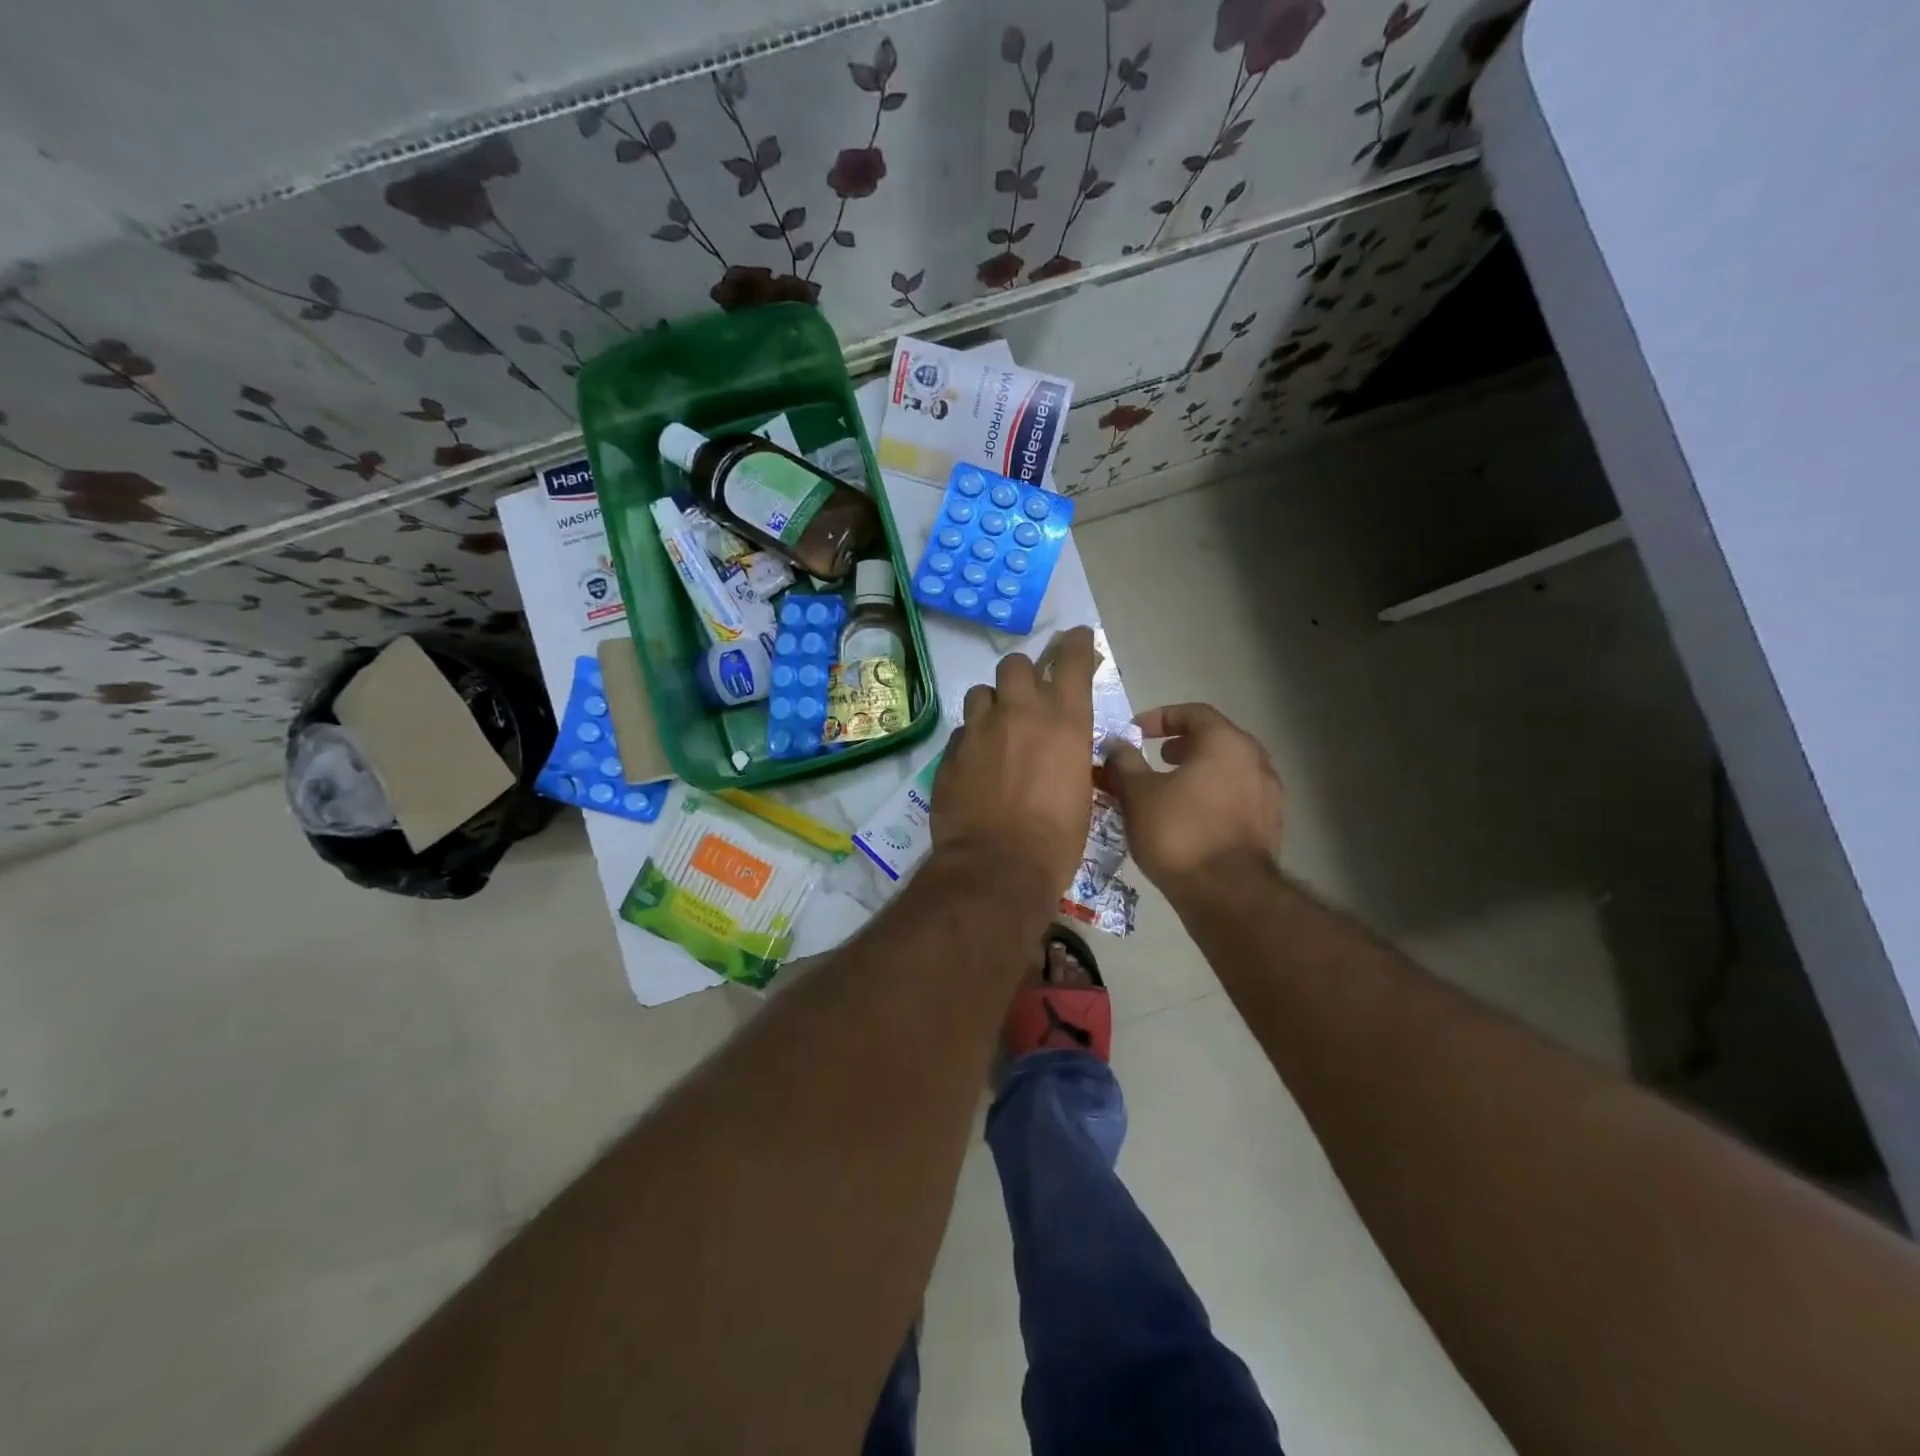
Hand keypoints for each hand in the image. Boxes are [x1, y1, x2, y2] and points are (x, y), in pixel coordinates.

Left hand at [931, 627, 1097, 903]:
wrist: (997, 867)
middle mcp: (1020, 712)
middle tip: (1024, 697)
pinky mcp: (950, 752)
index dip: (1074, 643)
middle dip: (1022, 675)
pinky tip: (976, 764)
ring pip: (981, 692)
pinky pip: (962, 731)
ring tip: (995, 730)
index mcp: (1064, 719)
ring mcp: (979, 729)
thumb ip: (1068, 751)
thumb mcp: (1080, 788)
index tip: (1075, 638)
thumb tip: (1060, 744)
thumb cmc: (1056, 838)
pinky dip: (972, 739)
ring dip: (991, 704)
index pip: (1071, 659)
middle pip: (1015, 664)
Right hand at [1103, 703, 1281, 892]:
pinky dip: (1211, 798)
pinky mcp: (1269, 826)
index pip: (1193, 712)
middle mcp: (1256, 761)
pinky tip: (1188, 820)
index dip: (1160, 717)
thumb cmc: (1179, 833)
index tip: (1135, 732)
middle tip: (1153, 758)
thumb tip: (1116, 745)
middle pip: (1214, 740)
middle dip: (1181, 745)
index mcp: (1226, 743)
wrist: (1227, 895)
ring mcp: (1268, 795)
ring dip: (1196, 773)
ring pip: (1227, 771)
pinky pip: (1235, 798)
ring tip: (1167, 791)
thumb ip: (1124, 762)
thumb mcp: (1138, 793)